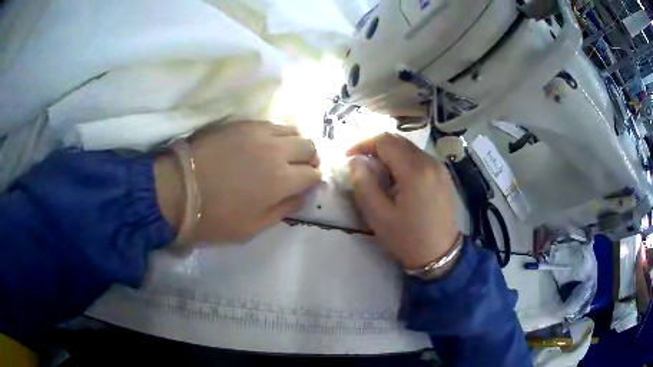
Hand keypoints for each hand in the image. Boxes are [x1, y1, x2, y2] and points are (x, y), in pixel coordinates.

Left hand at [156, 122, 320, 243]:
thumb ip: (283, 210)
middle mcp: (276, 151)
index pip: (313, 174)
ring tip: (281, 155)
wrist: (178, 189)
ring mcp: (258, 133)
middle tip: (297, 169)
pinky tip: (263, 145)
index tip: (305, 186)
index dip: (312, 181)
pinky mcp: (241, 124)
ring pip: (292, 130)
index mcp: (281, 181)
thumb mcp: (252, 228)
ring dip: (293, 143)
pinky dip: (274, 134)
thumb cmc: (214, 216)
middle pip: (308, 146)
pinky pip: (269, 124)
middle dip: (309, 159)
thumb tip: (302, 196)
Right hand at [347, 133, 458, 269]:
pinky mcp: (443, 176)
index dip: (363, 144)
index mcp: (414, 170)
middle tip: (361, 164)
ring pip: (409, 148)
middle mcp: (430, 161)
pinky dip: (404, 161)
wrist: (439, 256)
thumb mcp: (378, 215)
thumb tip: (355, 162)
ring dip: (390, 154)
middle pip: (398, 141)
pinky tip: (397, 179)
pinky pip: (419, 158)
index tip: (349, 157)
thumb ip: (363, 184)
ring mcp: (439, 168)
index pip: (385, 141)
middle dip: (376, 148)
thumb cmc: (407, 238)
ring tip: (377, 173)